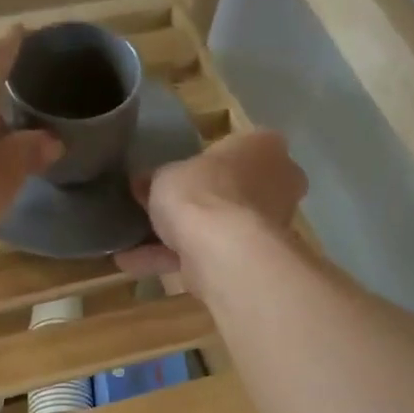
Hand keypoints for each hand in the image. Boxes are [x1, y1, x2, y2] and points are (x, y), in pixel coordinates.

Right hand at [115, 130, 307, 286]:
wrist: (223, 249)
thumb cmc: (201, 192)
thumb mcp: (164, 175)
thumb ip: (155, 179)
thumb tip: (142, 184)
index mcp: (263, 146)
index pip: (234, 148)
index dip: (202, 164)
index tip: (175, 177)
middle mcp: (278, 181)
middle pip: (230, 190)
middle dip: (197, 204)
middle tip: (159, 211)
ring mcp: (271, 223)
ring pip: (220, 227)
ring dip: (181, 237)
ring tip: (135, 246)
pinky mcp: (256, 257)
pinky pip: (212, 253)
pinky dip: (176, 260)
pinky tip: (136, 267)